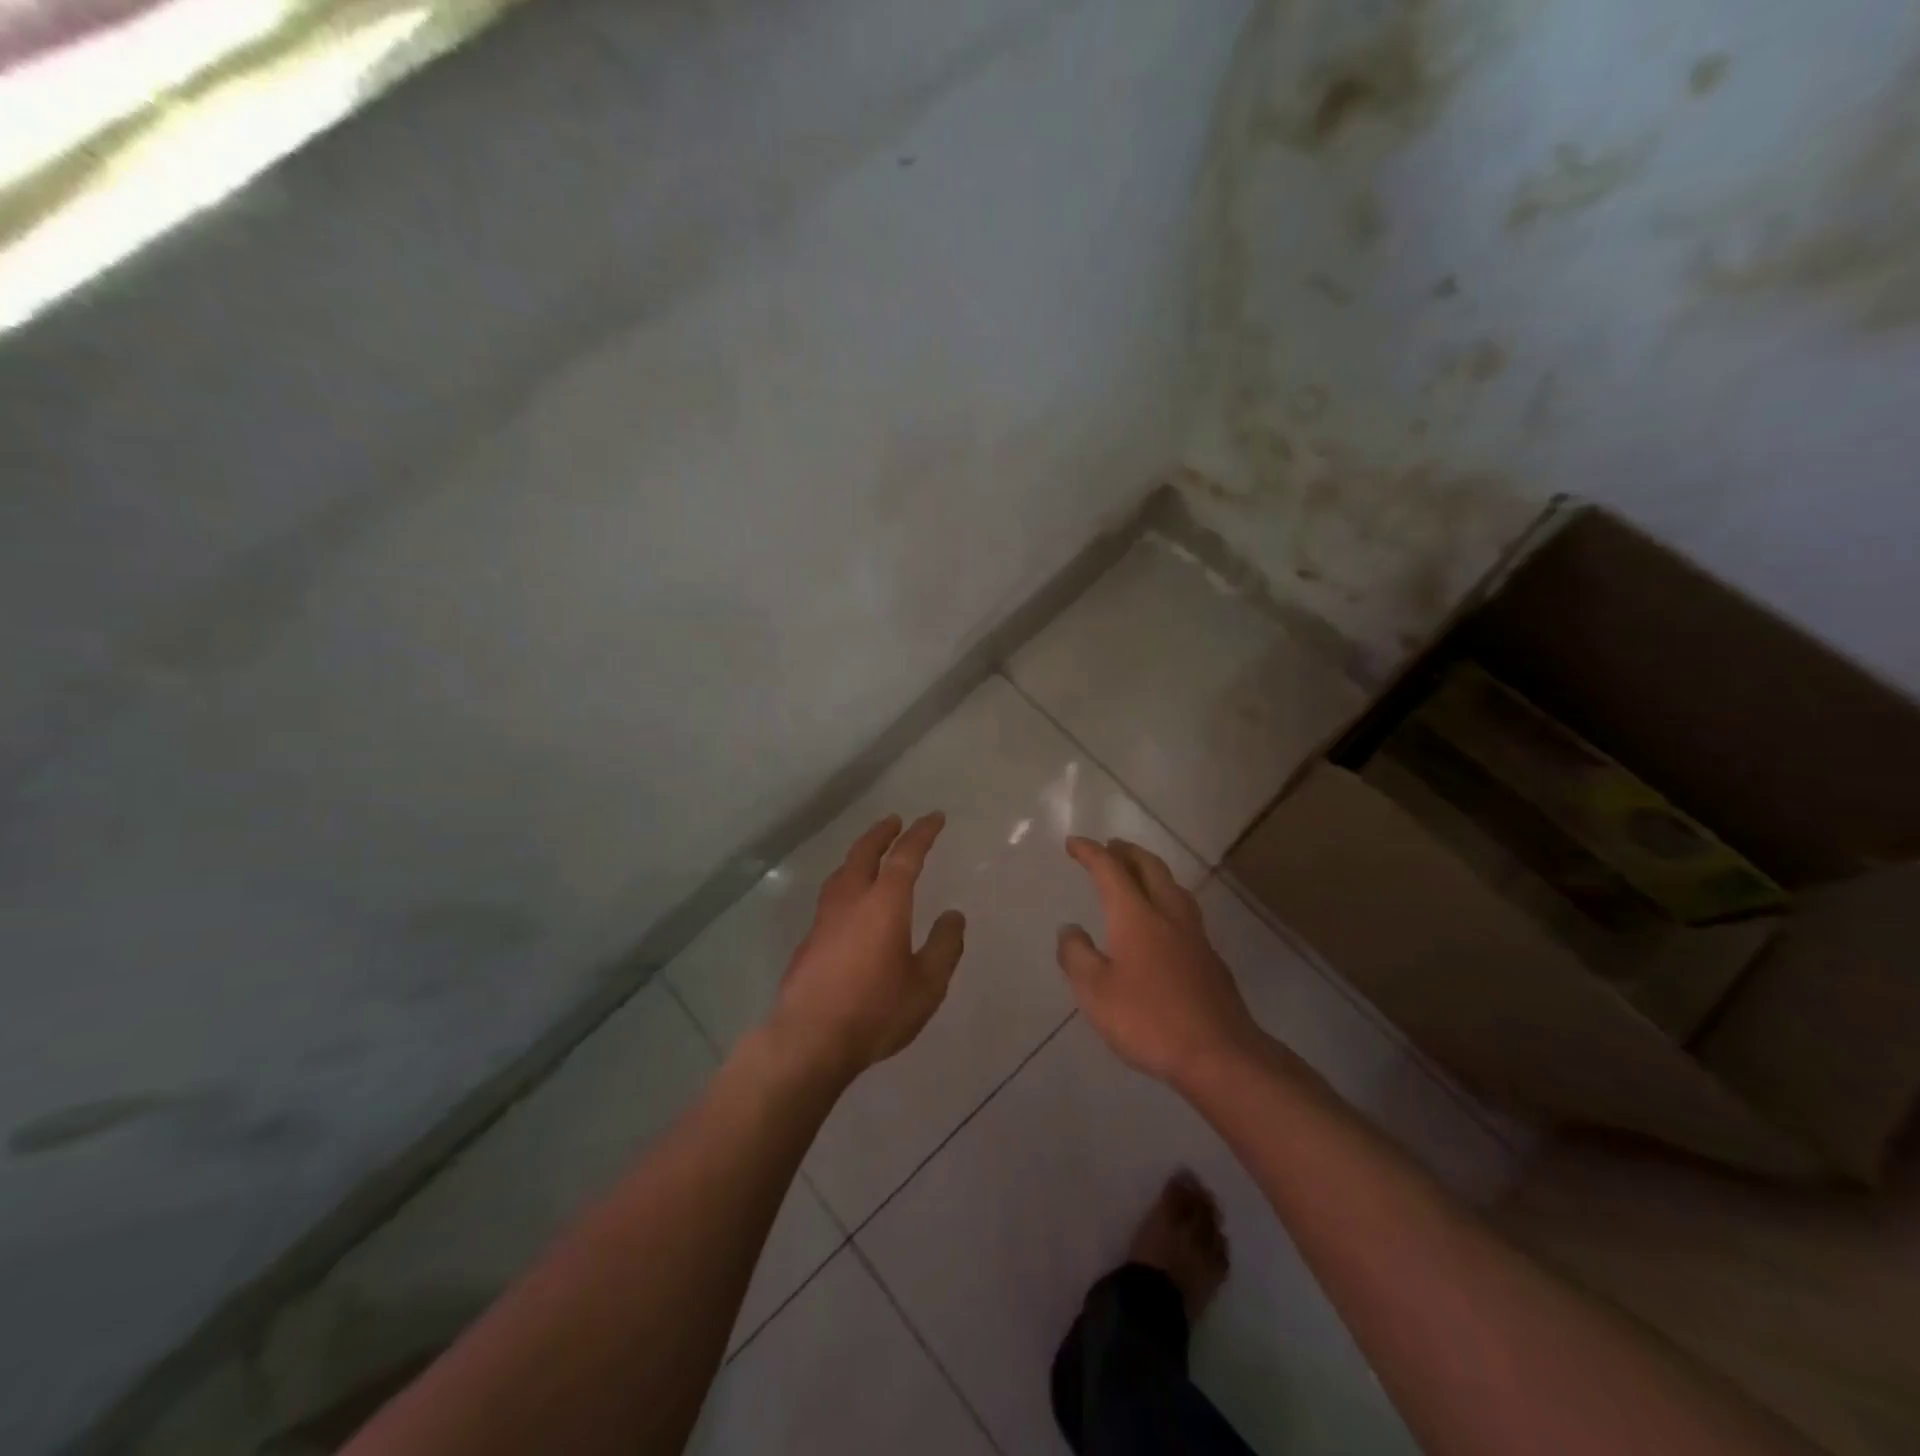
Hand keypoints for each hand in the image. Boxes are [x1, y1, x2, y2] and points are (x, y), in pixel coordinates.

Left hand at [768, 813, 965, 1081]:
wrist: (810, 1039)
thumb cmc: (876, 1010)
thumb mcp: (927, 984)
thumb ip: (944, 946)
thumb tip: (953, 916)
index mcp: (885, 903)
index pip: (906, 855)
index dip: (922, 833)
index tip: (934, 817)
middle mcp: (851, 900)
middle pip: (864, 853)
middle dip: (882, 833)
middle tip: (894, 821)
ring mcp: (824, 918)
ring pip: (842, 872)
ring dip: (859, 855)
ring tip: (869, 854)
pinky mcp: (809, 940)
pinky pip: (831, 896)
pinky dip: (846, 883)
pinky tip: (849, 902)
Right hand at [1058, 837, 1261, 1087]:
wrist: (1219, 1055)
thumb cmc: (1148, 1021)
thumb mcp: (1095, 992)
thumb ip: (1077, 956)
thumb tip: (1070, 929)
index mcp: (1136, 916)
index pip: (1110, 870)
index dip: (1091, 853)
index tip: (1073, 843)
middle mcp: (1168, 915)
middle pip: (1150, 868)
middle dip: (1127, 852)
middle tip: (1110, 846)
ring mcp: (1194, 936)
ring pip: (1173, 886)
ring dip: (1152, 870)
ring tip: (1138, 873)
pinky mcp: (1210, 958)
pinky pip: (1184, 910)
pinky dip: (1166, 898)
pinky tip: (1162, 920)